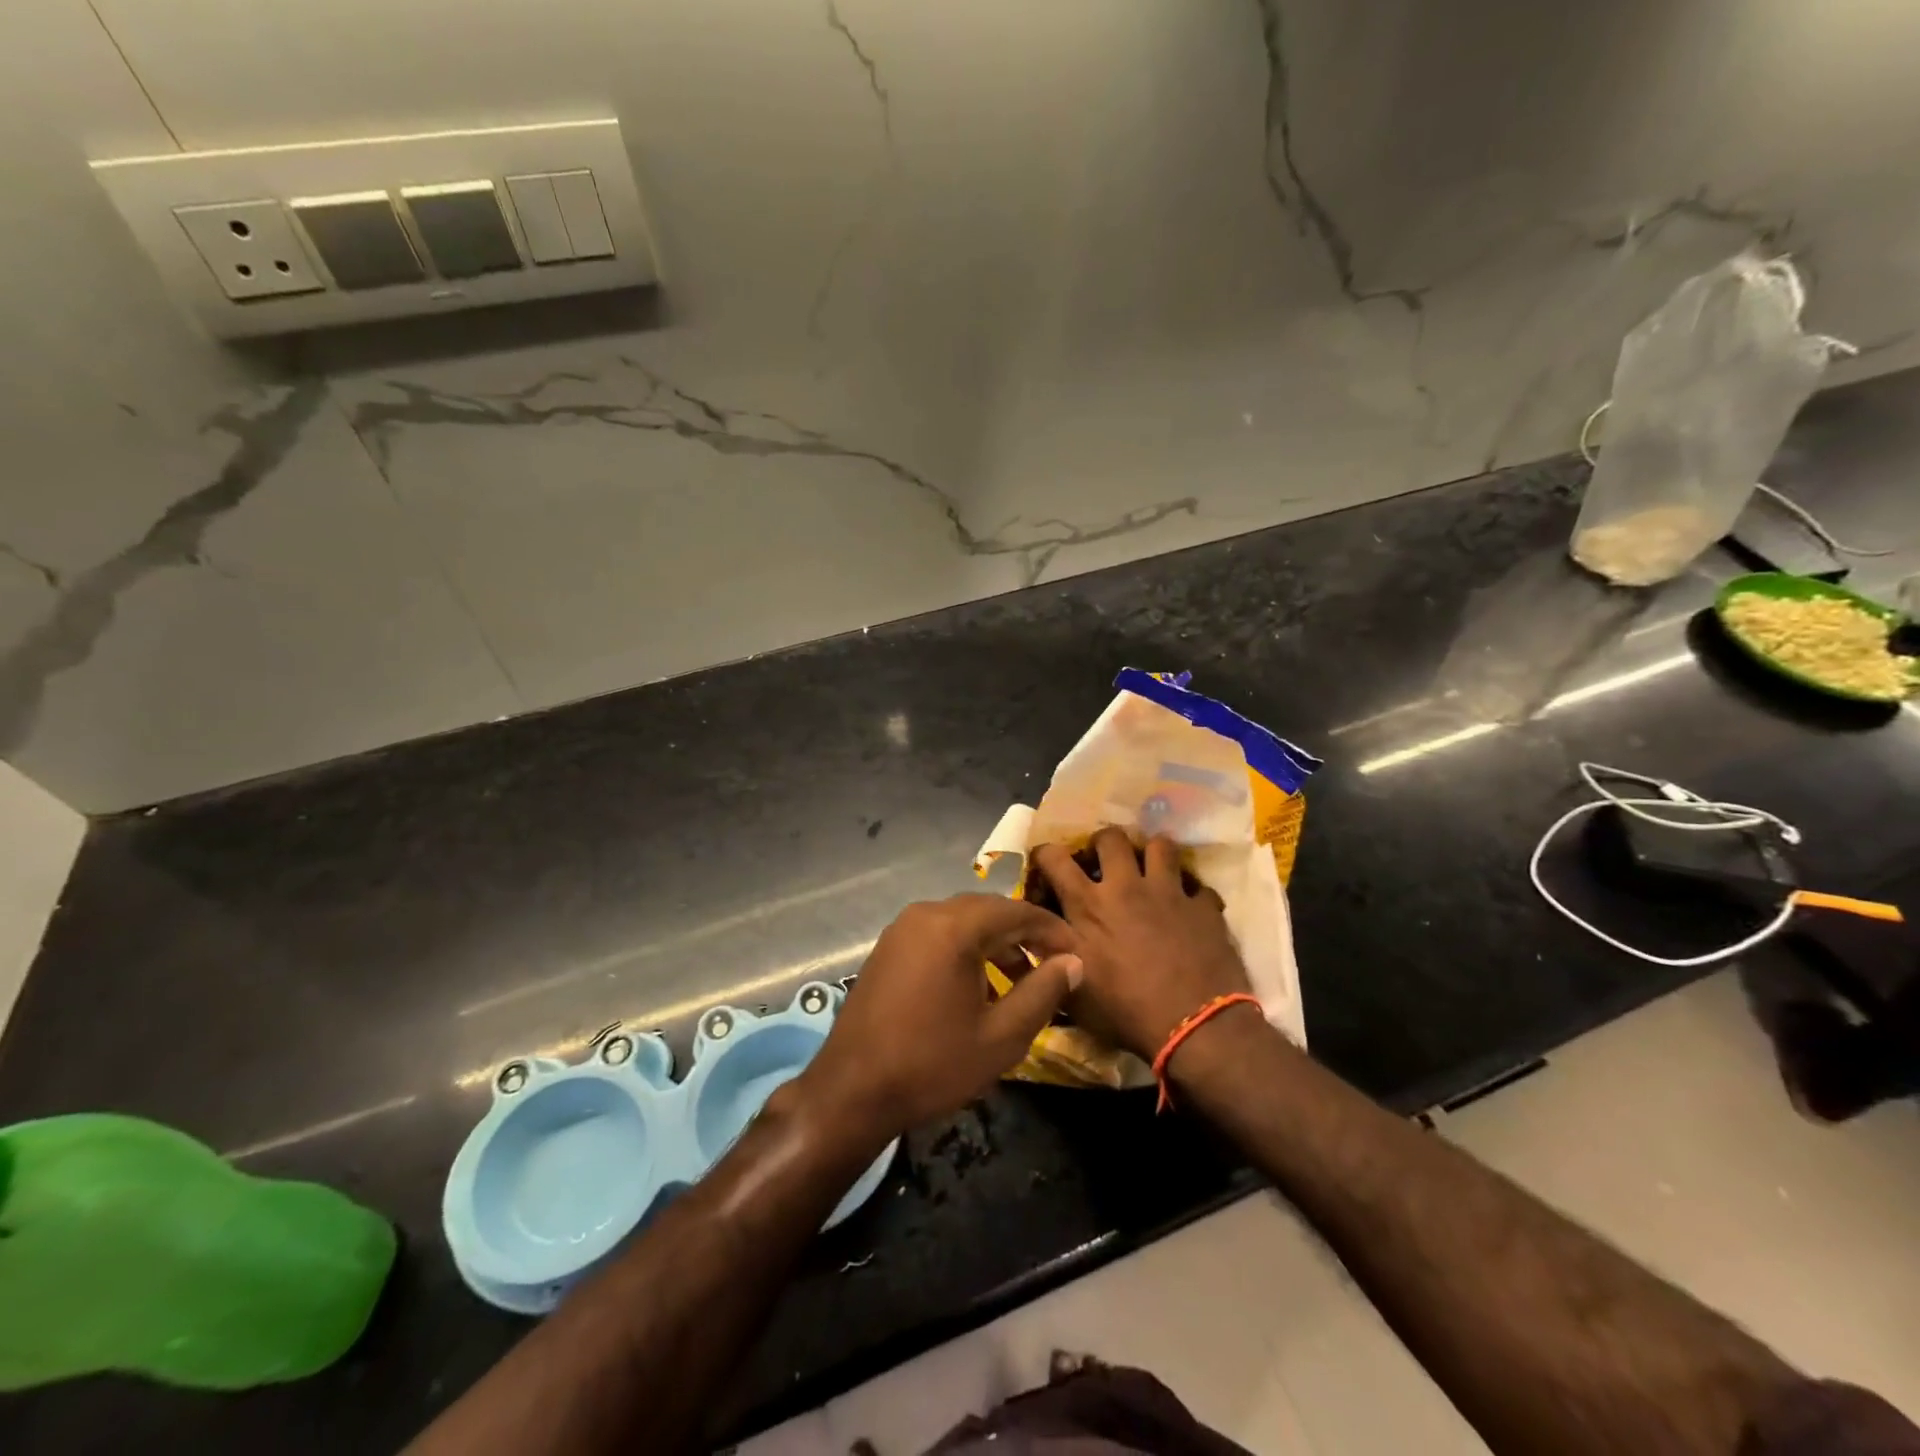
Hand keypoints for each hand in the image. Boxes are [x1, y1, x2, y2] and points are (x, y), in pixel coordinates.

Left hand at [795, 895, 1082, 1145]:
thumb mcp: (1001, 1036)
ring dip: (995, 943)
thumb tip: (1072, 962)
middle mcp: (926, 914)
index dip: (1052, 930)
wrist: (852, 1091)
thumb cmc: (933, 1064)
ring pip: (962, 921)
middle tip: (1054, 965)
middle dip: (1024, 934)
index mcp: (954, 927)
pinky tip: (978, 985)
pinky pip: (938, 934)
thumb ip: (1042, 993)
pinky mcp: (888, 947)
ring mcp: (902, 928)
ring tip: (1020, 981)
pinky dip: (965, 949)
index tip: (1078, 953)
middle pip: (988, 910)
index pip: (1017, 911)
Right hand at [1030, 828, 1252, 1061]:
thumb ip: (1049, 954)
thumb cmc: (1124, 1011)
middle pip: (1111, 838)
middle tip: (1105, 863)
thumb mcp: (1071, 988)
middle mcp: (1126, 886)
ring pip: (1161, 845)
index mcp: (1088, 904)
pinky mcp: (1204, 907)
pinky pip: (1199, 886)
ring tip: (1150, 872)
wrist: (1194, 1027)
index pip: (1054, 857)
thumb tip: (1030, 932)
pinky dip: (1192, 894)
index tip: (1045, 864)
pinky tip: (1189, 910)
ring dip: (1152, 855)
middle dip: (1103, 843)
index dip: (1044, 854)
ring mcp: (1169, 893)